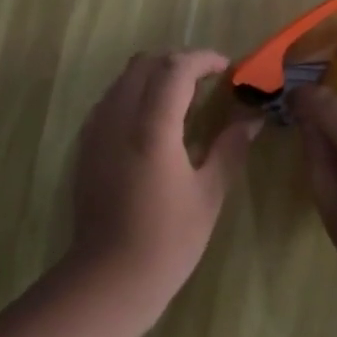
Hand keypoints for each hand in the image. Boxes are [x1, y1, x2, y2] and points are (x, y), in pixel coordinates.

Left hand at [66, 50, 261, 314]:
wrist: (110, 277)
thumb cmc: (168, 239)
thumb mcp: (208, 193)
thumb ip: (230, 149)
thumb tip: (251, 121)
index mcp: (151, 127)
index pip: (175, 68)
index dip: (203, 59)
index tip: (226, 67)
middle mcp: (118, 118)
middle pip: (145, 64)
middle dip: (177, 62)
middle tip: (206, 81)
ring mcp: (96, 130)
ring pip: (123, 79)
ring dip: (154, 76)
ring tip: (182, 99)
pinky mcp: (85, 146)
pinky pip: (110, 101)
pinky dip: (134, 95)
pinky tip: (152, 123)